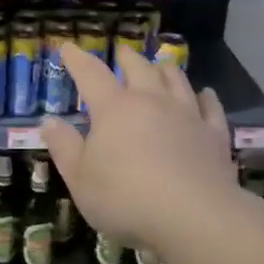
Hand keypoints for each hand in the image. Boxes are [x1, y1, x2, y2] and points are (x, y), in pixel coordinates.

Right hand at [41, 42, 233, 248]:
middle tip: (122, 51)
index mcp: (114, 108)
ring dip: (166, 69)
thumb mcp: (80, 179)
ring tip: (161, 63)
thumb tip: (48, 120)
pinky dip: (207, 97)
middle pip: (139, 68)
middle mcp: (151, 101)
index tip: (68, 47)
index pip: (91, 74)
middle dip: (127, 57)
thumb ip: (64, 147)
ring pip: (176, 80)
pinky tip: (206, 94)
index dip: (78, 59)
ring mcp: (186, 115)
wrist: (194, 216)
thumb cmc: (126, 198)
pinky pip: (211, 108)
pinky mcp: (214, 135)